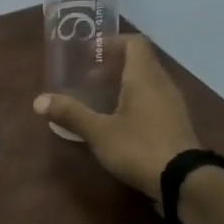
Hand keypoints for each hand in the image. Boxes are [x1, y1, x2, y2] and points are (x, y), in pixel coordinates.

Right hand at [33, 35, 199, 201]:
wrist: (184, 181)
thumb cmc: (139, 148)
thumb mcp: (99, 132)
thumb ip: (70, 113)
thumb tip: (38, 100)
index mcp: (144, 77)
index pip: (134, 43)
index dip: (113, 43)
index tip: (91, 54)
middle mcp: (162, 84)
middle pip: (141, 61)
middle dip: (114, 66)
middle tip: (89, 80)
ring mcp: (173, 104)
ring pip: (148, 81)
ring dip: (125, 84)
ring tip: (102, 100)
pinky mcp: (177, 123)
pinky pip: (155, 99)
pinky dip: (136, 100)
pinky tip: (121, 121)